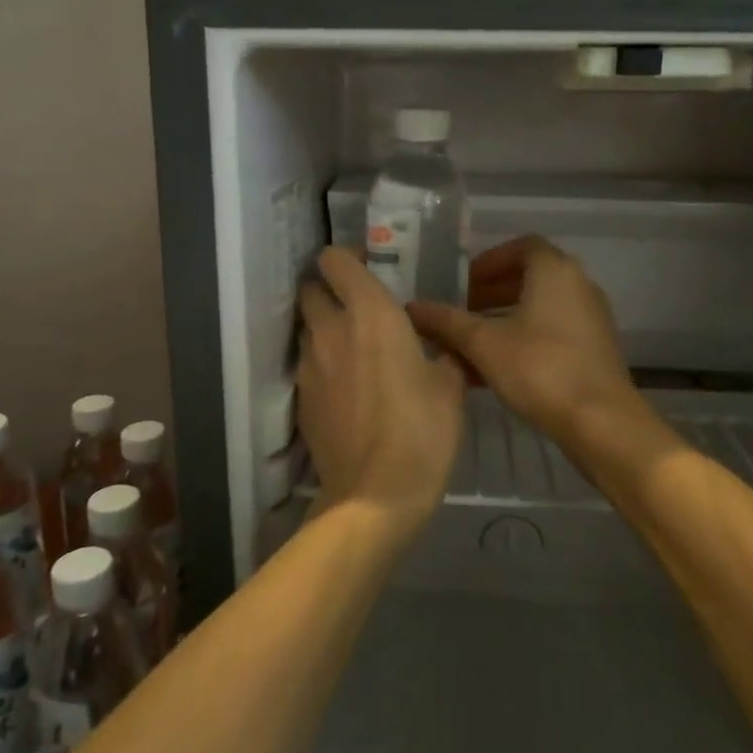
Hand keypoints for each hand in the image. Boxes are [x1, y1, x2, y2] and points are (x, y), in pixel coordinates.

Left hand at [296, 247, 465, 535]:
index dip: (347, 258)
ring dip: (325, 329)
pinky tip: (347, 389)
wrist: (376, 494)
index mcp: (370, 314)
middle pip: (311, 291)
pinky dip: (323, 365)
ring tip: (355, 350)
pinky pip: (307, 366)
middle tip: (359, 308)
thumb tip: (441, 347)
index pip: (335, 261)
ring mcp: (309, 366)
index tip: (368, 269)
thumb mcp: (451, 386)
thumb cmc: (422, 430)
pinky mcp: (301, 399)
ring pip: (307, 329)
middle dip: (329, 291)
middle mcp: (331, 330)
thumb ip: (444, 353)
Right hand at [409, 236, 648, 446]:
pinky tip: (494, 370)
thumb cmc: (540, 369)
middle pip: (530, 277)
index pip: (521, 247)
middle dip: (491, 292)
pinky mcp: (594, 349)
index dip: (489, 261)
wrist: (601, 423)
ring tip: (471, 343)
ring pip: (539, 308)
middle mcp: (578, 286)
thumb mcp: (483, 344)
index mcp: (555, 271)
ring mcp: (590, 319)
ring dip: (504, 319)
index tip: (463, 282)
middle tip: (461, 312)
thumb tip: (411, 308)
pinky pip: (552, 332)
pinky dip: (523, 339)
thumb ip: (446, 322)